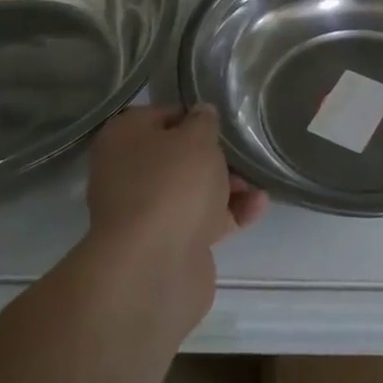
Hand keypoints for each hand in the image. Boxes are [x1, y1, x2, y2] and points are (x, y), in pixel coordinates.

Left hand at [84, 106, 265, 317]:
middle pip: (178, 156)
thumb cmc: (172, 185)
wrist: (153, 268)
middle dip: (215, 156)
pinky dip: (229, 213)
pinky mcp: (167, 244)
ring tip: (258, 183)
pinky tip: (258, 206)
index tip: (223, 121)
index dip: (194, 116)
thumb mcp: (196, 138)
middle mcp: (128, 173)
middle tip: (243, 153)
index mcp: (124, 138)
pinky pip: (202, 220)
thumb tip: (201, 114)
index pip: (162, 115)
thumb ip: (204, 121)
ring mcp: (146, 212)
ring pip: (192, 190)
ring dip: (228, 185)